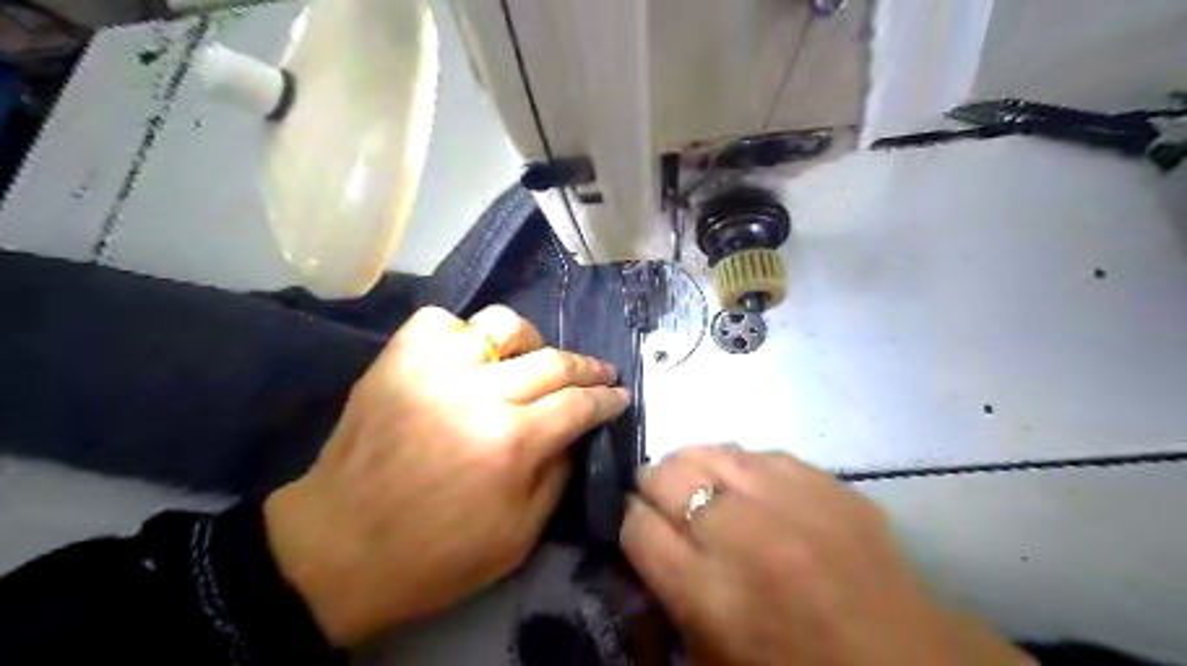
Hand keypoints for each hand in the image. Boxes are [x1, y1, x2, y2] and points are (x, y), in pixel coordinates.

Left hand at [261, 304, 629, 643]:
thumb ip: (558, 477)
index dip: (607, 398)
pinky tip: (467, 356)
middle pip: (553, 360)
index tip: (620, 395)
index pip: (579, 404)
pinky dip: (462, 332)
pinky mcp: (397, 360)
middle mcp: (479, 393)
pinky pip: (441, 321)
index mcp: (512, 442)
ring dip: (529, 341)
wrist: (338, 548)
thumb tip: (574, 433)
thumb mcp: (519, 537)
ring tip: (530, 360)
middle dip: (588, 367)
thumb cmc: (435, 554)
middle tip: (600, 374)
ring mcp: (433, 369)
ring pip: (501, 324)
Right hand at [621, 445, 1029, 664]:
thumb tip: (642, 540)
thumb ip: (663, 598)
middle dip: (652, 487)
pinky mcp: (824, 481)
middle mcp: (742, 534)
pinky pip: (757, 451)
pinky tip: (747, 484)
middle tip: (664, 502)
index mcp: (708, 593)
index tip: (638, 524)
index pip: (636, 527)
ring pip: (707, 450)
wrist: (904, 664)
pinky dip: (741, 466)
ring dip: (693, 467)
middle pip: (664, 475)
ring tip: (702, 486)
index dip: (629, 522)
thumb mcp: (710, 659)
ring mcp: (788, 499)